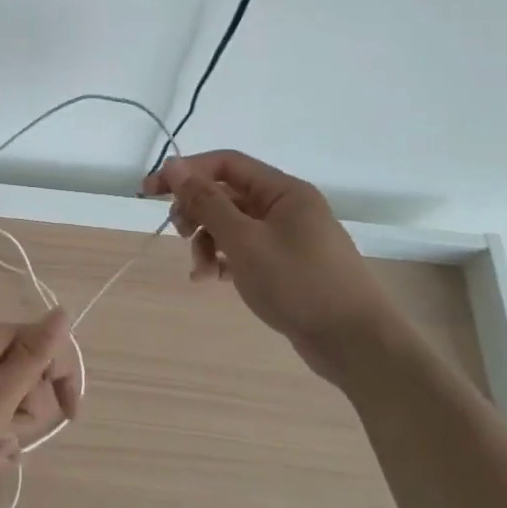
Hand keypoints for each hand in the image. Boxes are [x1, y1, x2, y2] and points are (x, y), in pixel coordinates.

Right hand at [141, 151, 407, 384]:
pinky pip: (245, 250)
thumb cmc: (299, 284)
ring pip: (233, 226)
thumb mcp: (244, 241)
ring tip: (201, 272)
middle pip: (227, 194)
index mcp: (283, 191)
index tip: (150, 191)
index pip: (225, 164)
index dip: (186, 172)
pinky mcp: (287, 265)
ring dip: (208, 242)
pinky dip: (225, 260)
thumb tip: (175, 166)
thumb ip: (207, 202)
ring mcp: (288, 237)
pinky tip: (213, 280)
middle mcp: (286, 207)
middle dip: (197, 213)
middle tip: (180, 234)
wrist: (356, 344)